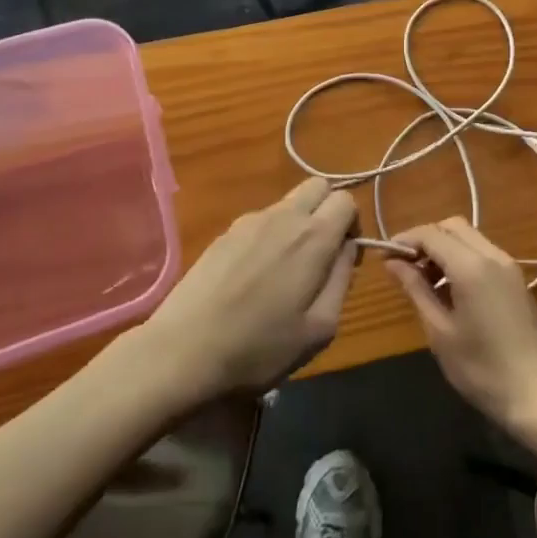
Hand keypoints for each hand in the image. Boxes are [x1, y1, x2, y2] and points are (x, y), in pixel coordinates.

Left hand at [139, 178, 357, 398]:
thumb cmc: (259, 348)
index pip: (346, 200)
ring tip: (284, 272)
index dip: (352, 225)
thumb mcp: (318, 329)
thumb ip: (341, 279)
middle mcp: (283, 216)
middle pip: (318, 186)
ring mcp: (249, 221)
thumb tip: (347, 248)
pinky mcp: (225, 233)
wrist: (183, 351)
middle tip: (321, 254)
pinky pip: (261, 220)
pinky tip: (254, 277)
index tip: (343, 258)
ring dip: (298, 223)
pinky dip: (270, 235)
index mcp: (312, 237)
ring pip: (289, 202)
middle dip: (328, 210)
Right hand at [386, 219, 536, 440]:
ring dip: (443, 247)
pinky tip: (450, 288)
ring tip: (423, 280)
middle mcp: (492, 255)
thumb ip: (416, 289)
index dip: (405, 240)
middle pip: (452, 227)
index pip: (431, 234)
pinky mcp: (516, 279)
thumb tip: (392, 262)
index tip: (384, 256)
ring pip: (468, 237)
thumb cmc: (482, 369)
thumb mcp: (440, 332)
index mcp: (471, 266)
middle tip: (404, 266)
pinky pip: (482, 252)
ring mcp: (508, 265)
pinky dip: (461, 257)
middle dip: (425, 239)